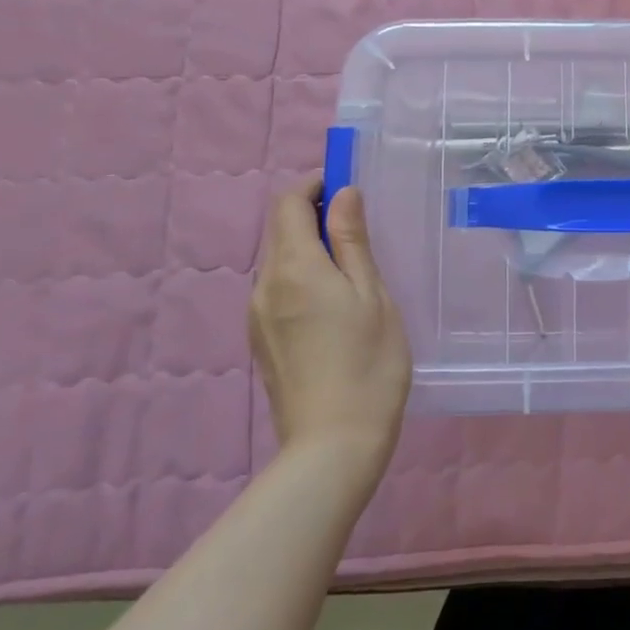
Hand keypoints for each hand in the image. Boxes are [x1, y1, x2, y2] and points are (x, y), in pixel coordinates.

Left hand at [248, 180, 412, 467]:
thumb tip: (343, 194)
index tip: (348, 186)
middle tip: (358, 224)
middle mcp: (265, 285)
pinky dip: (302, 275)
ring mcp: (257, 315)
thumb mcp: (372, 295)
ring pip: (279, 261)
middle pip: (280, 230)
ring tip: (352, 265)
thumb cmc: (368, 363)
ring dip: (309, 246)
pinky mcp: (261, 340)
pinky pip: (277, 289)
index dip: (315, 185)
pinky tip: (333, 301)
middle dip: (313, 214)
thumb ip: (353, 241)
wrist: (333, 443)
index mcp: (294, 268)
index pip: (289, 204)